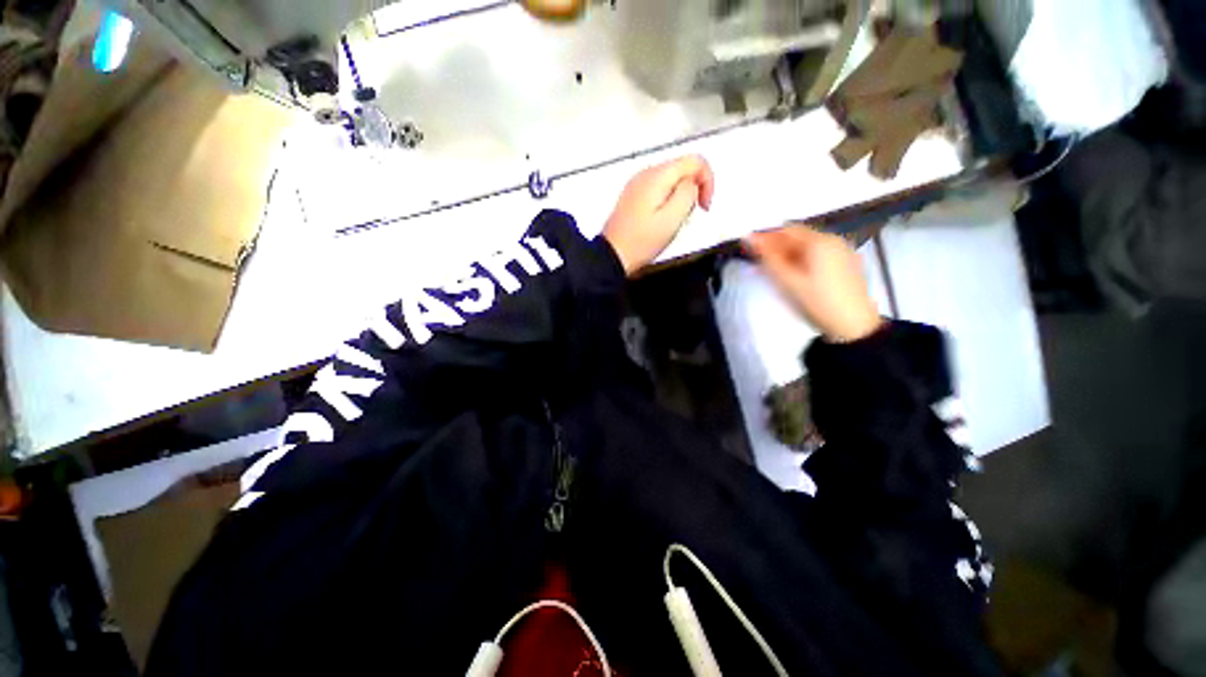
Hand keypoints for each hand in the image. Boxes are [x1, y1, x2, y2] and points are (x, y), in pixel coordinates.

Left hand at [602, 155, 714, 274]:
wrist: (613, 255)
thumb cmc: (641, 242)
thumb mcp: (673, 218)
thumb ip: (689, 193)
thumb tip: (693, 183)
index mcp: (657, 176)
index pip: (695, 160)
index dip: (707, 181)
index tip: (704, 206)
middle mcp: (646, 174)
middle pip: (682, 169)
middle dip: (693, 190)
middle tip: (687, 217)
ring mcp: (637, 184)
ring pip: (671, 180)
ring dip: (680, 198)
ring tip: (673, 222)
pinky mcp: (633, 196)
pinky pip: (658, 190)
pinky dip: (667, 202)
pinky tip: (661, 222)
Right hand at [745, 226, 883, 342]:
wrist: (853, 326)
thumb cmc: (816, 302)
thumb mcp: (787, 280)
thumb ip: (766, 257)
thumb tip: (748, 237)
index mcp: (819, 241)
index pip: (786, 230)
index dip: (765, 237)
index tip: (747, 247)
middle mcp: (833, 240)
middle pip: (798, 237)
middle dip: (776, 247)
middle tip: (758, 262)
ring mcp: (842, 252)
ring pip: (808, 247)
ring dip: (788, 254)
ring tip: (773, 270)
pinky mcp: (846, 264)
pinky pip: (818, 256)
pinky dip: (802, 261)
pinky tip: (794, 275)